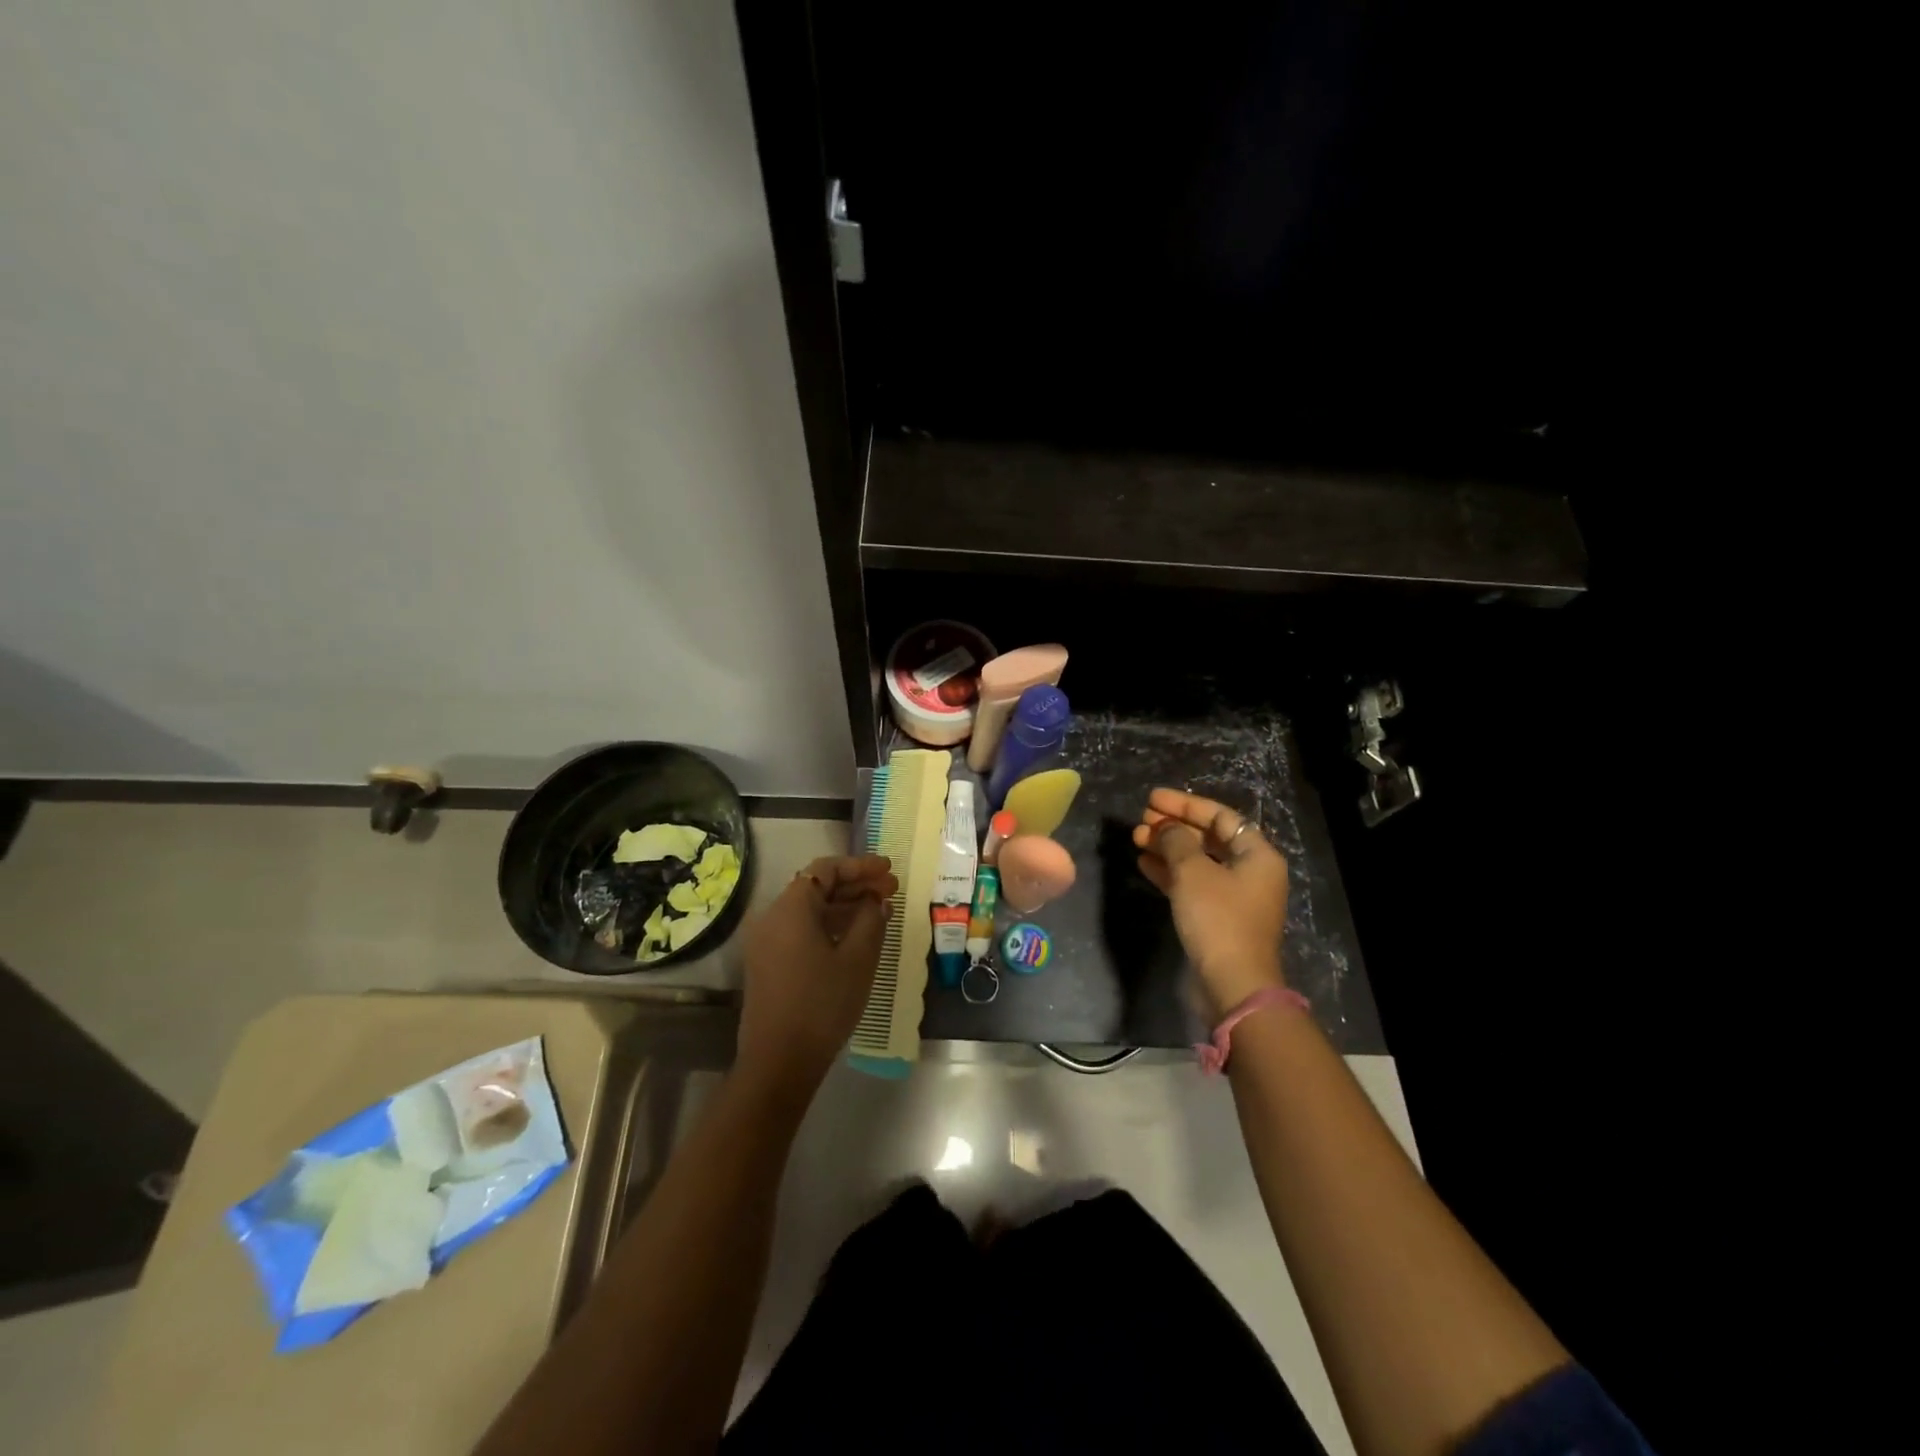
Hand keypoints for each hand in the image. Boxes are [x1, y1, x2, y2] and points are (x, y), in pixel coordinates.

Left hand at [735, 854, 896, 1100]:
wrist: (779, 1061)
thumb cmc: (822, 1004)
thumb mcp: (858, 959)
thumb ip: (871, 920)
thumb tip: (876, 900)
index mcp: (791, 908)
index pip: (826, 869)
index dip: (860, 866)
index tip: (889, 870)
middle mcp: (773, 917)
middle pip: (816, 886)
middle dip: (855, 884)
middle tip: (891, 889)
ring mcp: (766, 941)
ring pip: (809, 909)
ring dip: (844, 905)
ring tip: (880, 910)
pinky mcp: (768, 963)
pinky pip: (801, 929)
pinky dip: (829, 924)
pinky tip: (855, 935)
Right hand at [1132, 789, 1288, 1018]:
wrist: (1231, 984)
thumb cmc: (1218, 918)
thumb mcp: (1193, 871)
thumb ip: (1176, 841)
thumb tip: (1164, 827)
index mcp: (1257, 855)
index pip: (1220, 816)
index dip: (1185, 804)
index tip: (1153, 798)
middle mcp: (1249, 872)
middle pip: (1208, 837)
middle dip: (1173, 826)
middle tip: (1141, 819)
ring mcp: (1233, 897)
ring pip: (1196, 861)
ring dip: (1167, 848)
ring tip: (1135, 838)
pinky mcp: (1216, 918)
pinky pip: (1191, 884)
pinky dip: (1169, 872)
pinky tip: (1143, 863)